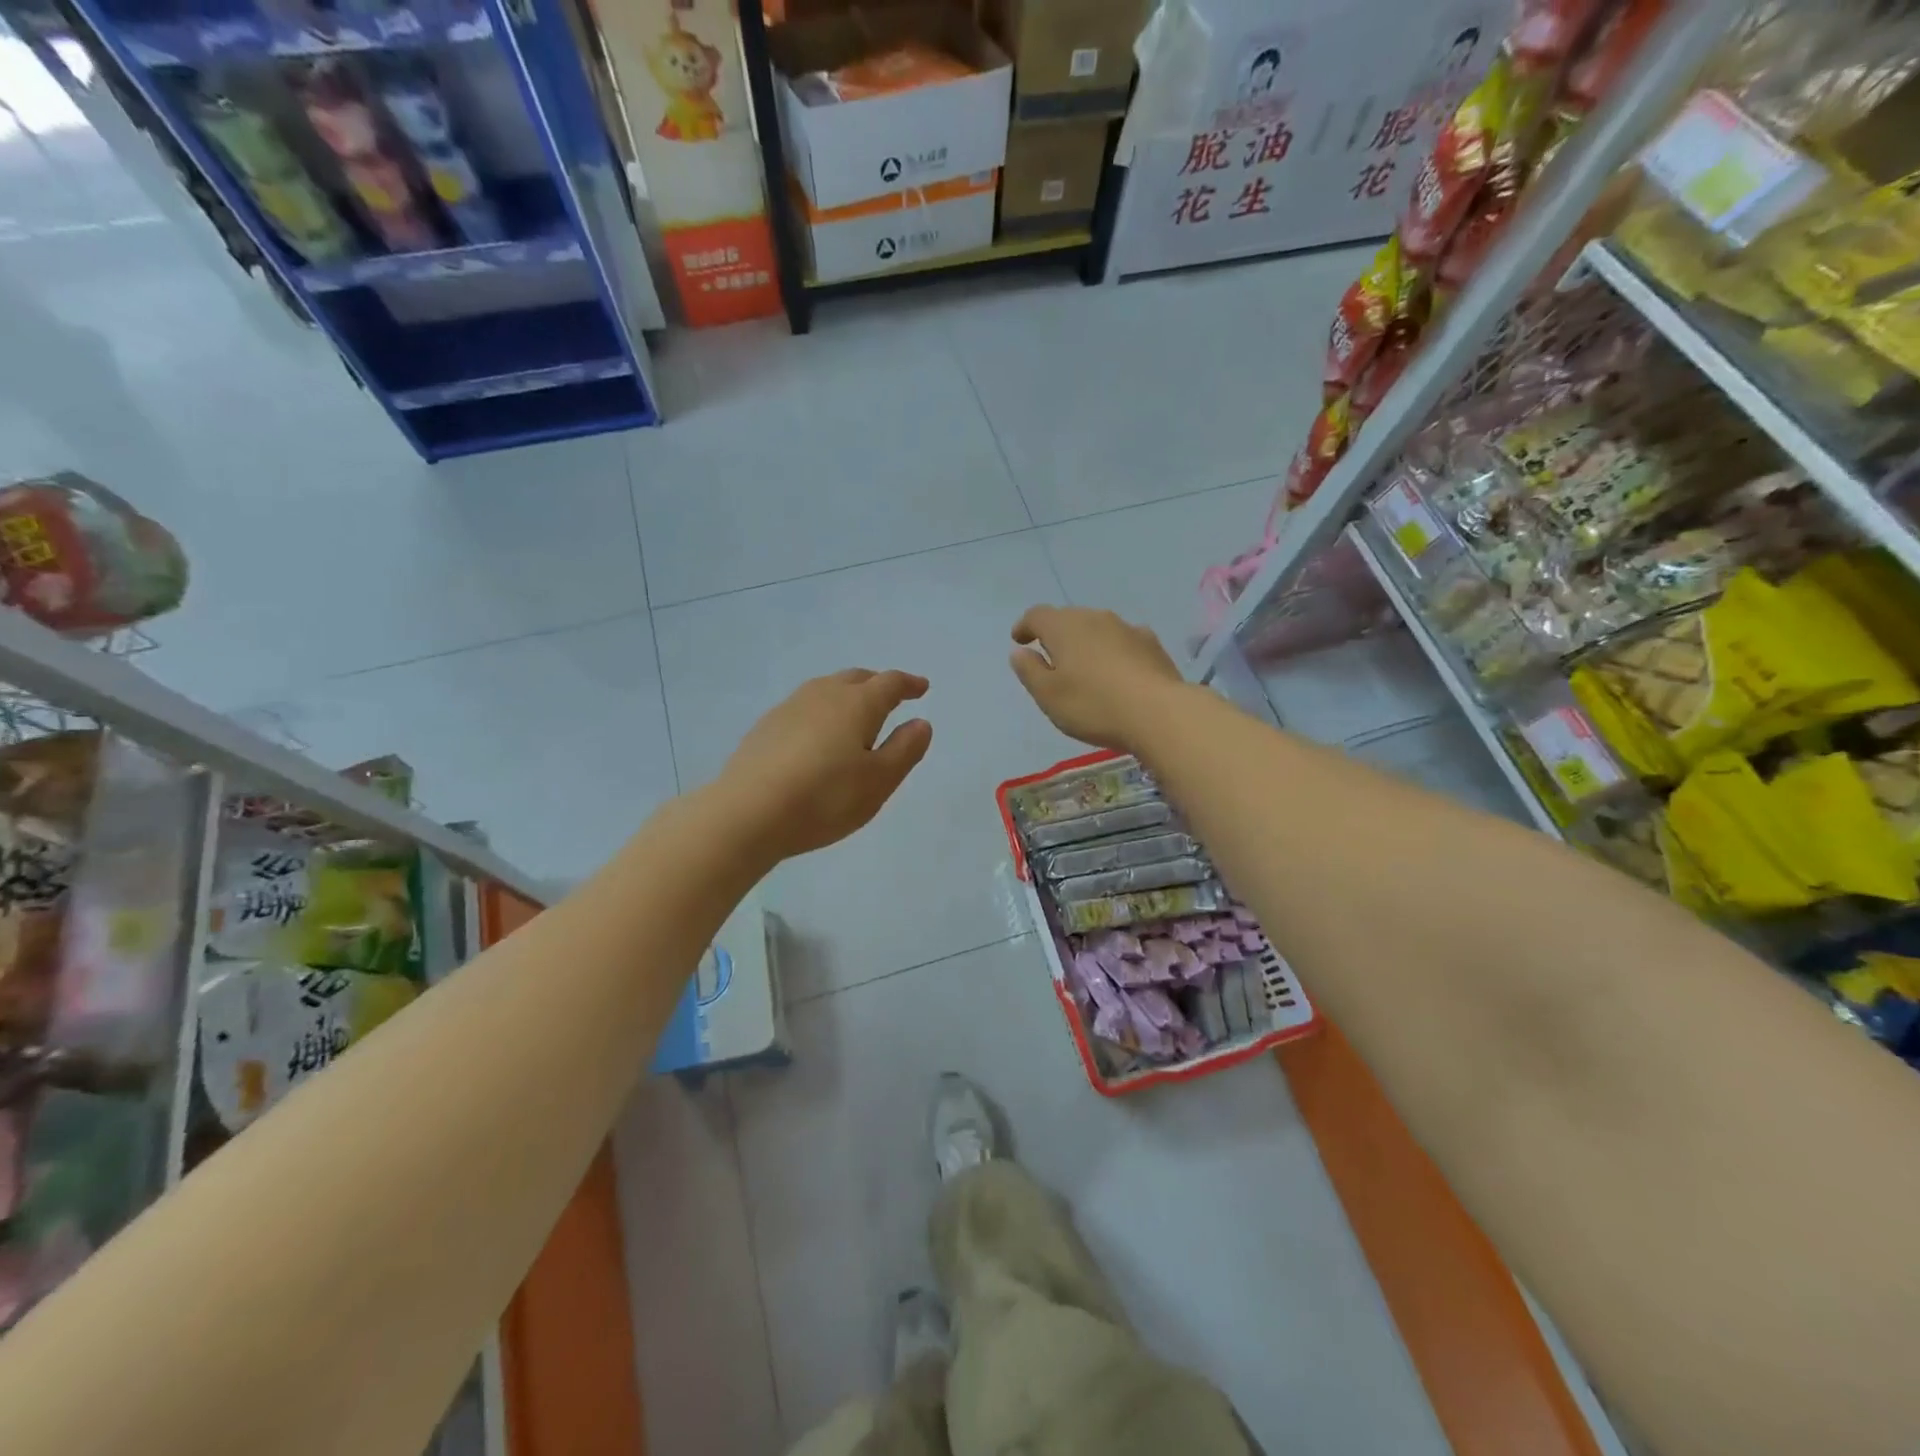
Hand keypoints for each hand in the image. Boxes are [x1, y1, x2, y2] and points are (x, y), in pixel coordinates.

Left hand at [720, 669, 932, 859]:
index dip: (908, 684)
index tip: (921, 688)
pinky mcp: (765, 727)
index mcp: (857, 704)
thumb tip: (920, 723)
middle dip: (877, 684)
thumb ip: (904, 749)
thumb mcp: (878, 781)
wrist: (748, 813)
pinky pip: (804, 708)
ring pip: (826, 690)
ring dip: (846, 696)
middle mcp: (823, 695)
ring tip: (855, 715)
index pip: (889, 683)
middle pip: (856, 678)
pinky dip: (821, 713)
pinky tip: (817, 736)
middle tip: (891, 697)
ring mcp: (789, 708)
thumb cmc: (825, 798)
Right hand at [1009, 606, 1185, 750]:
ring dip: (1086, 642)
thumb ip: (1029, 671)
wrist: (1159, 713)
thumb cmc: (1093, 705)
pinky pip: (1122, 641)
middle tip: (1051, 657)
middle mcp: (1095, 618)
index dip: (1025, 626)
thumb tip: (1020, 652)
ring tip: (1084, 666)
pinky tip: (1117, 671)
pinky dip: (1112, 651)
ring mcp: (1127, 628)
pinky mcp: (1152, 644)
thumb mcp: (1048, 695)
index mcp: (1064, 627)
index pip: (1037, 615)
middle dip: (1056, 634)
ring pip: (1098, 628)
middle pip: (1068, 618)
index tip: (1019, 640)